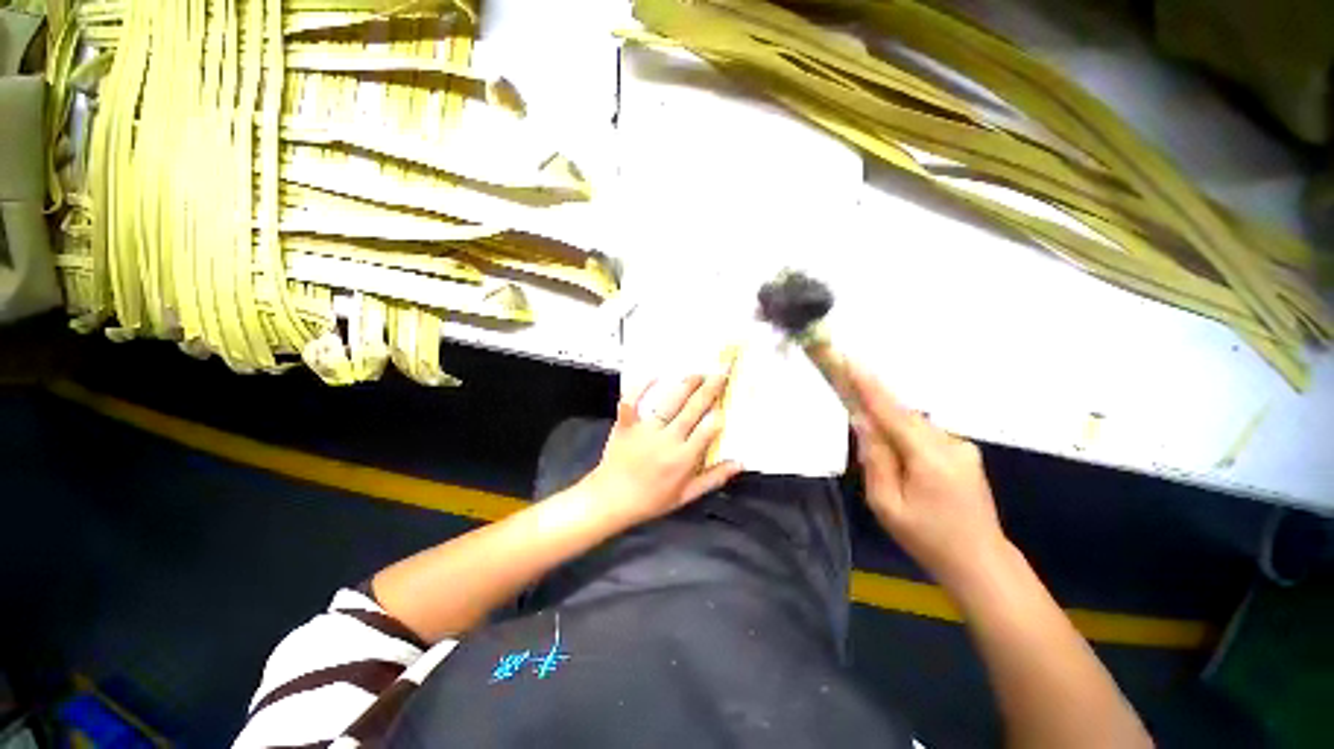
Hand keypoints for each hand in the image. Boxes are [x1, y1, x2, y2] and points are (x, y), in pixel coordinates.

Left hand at [584, 369, 742, 526]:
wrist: (611, 499)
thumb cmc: (651, 500)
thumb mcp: (687, 495)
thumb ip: (714, 478)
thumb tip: (739, 463)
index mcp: (683, 458)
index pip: (707, 430)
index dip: (718, 416)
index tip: (725, 403)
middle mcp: (667, 440)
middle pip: (692, 409)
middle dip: (709, 389)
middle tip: (720, 373)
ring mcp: (645, 430)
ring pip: (670, 402)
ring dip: (686, 386)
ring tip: (698, 374)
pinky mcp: (626, 424)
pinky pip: (633, 402)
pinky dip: (641, 388)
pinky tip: (653, 375)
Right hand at [848, 361, 1008, 591]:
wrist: (981, 563)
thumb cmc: (927, 538)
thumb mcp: (886, 504)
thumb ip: (874, 459)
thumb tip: (862, 422)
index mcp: (930, 457)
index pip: (891, 413)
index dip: (869, 386)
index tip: (851, 361)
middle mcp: (950, 444)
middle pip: (902, 414)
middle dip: (874, 403)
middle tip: (849, 392)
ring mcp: (962, 447)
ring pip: (913, 424)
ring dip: (889, 424)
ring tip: (874, 442)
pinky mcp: (965, 453)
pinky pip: (925, 434)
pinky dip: (905, 435)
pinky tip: (899, 458)